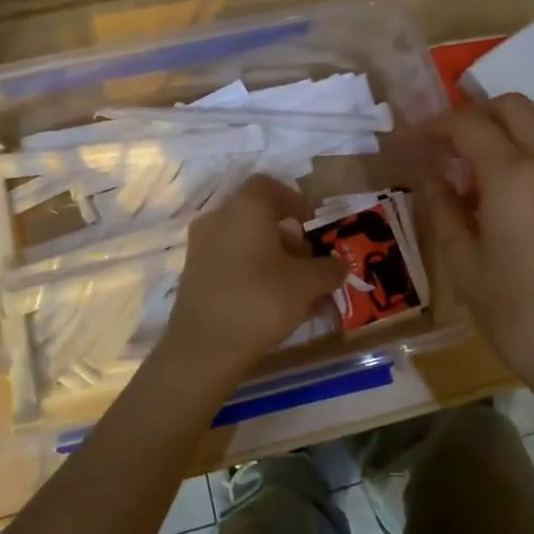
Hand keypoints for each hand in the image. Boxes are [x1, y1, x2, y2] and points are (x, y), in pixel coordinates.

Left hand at [157, 175, 345, 388]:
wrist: (204, 348)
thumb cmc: (260, 301)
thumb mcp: (307, 284)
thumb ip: (328, 269)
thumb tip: (338, 265)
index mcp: (245, 209)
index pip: (269, 186)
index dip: (294, 200)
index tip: (312, 221)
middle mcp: (218, 220)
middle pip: (257, 216)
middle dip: (288, 236)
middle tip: (310, 261)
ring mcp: (201, 248)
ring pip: (245, 243)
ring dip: (273, 258)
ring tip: (299, 290)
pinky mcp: (194, 276)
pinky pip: (231, 263)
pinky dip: (254, 274)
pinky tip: (275, 304)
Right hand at [415, 95, 533, 398]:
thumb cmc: (517, 315)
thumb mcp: (464, 264)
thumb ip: (443, 208)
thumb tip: (429, 174)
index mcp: (513, 176)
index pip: (468, 124)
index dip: (434, 125)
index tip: (412, 141)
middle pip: (511, 107)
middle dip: (473, 115)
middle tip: (445, 148)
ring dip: (501, 136)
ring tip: (471, 179)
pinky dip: (524, 159)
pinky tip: (506, 203)